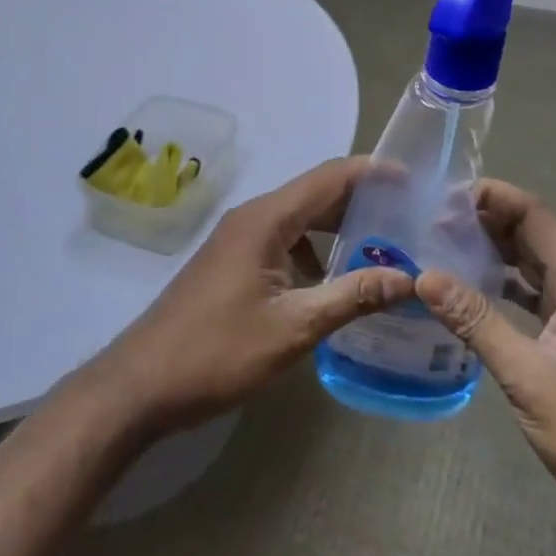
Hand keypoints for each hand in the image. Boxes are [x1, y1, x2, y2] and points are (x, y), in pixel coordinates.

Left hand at [84, 158, 414, 435]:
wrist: (142, 383)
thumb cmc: (218, 351)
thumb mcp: (293, 328)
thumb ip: (351, 297)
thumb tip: (408, 278)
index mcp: (267, 219)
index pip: (329, 178)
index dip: (372, 172)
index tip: (413, 180)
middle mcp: (253, 217)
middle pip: (316, 194)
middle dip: (361, 201)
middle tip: (409, 218)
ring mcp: (239, 238)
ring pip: (299, 219)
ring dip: (339, 228)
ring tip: (383, 248)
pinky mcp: (233, 261)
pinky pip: (283, 241)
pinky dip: (314, 250)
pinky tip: (334, 281)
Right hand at [415, 181, 555, 555]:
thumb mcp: (530, 377)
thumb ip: (477, 321)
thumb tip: (424, 276)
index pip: (534, 215)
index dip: (492, 197)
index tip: (441, 195)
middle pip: (530, 234)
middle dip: (483, 221)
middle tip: (428, 219)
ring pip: (529, 264)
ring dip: (489, 252)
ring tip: (438, 246)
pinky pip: (530, 296)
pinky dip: (499, 286)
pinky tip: (465, 292)